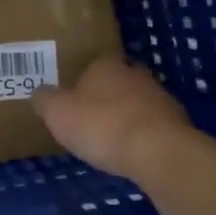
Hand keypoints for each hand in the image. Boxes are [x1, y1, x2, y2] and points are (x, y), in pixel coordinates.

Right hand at [31, 56, 197, 180]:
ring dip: (125, 115)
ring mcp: (160, 98)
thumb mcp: (57, 113)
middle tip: (88, 113)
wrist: (159, 153)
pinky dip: (141, 135)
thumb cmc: (102, 125)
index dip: (82, 76)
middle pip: (118, 80)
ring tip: (108, 137)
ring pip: (137, 102)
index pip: (94, 61)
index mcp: (106, 65)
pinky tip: (130, 152)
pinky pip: (151, 126)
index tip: (72, 93)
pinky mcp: (176, 124)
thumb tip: (39, 93)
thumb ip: (45, 100)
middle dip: (105, 94)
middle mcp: (136, 74)